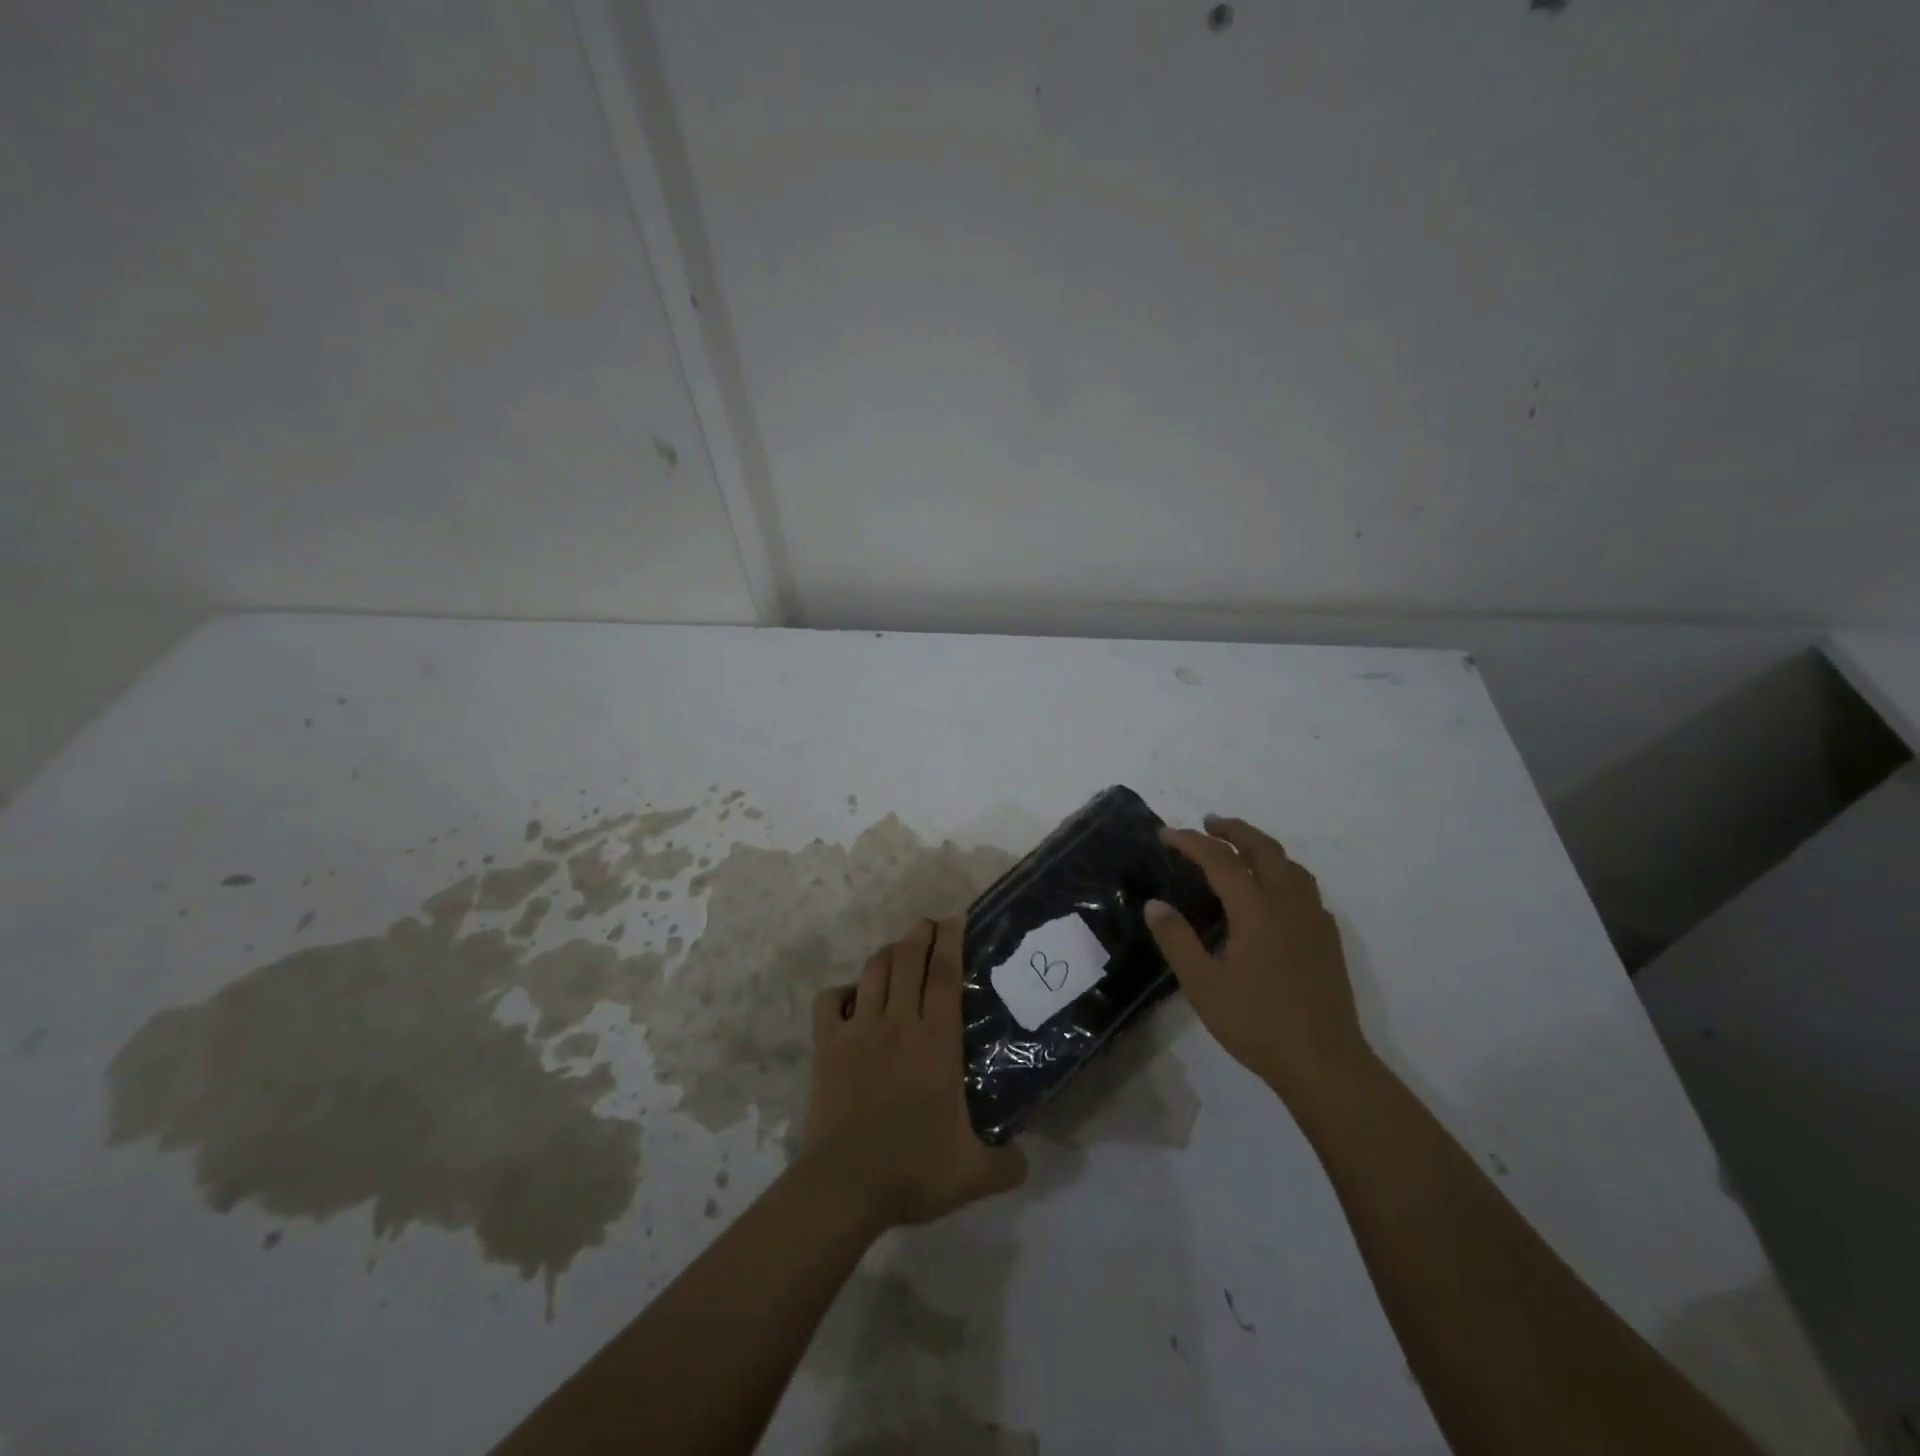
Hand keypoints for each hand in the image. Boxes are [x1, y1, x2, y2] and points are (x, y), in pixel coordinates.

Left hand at [798, 917, 1026, 1229]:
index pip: (944, 974)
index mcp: (936, 1042)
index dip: (950, 941)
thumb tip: (1026, 1161)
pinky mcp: (827, 1046)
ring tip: (898, 952)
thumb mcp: (973, 1174)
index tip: (955, 919)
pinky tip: (851, 998)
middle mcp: (898, 1023)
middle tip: (929, 927)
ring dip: (887, 953)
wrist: (845, 1185)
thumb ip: (1007, 1165)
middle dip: (920, 934)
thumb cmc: (912, 1170)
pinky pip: (830, 1000)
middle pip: (907, 959)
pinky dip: (841, 991)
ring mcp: (859, 1031)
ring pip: (873, 971)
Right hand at [1146, 815, 1369, 1102]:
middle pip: (1262, 849)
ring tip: (1239, 850)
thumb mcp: (1203, 984)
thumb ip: (1176, 939)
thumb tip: (1154, 904)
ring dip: (1261, 847)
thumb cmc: (1257, 1023)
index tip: (1165, 834)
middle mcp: (1288, 903)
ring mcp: (1313, 919)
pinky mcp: (1327, 938)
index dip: (1190, 842)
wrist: (1324, 1063)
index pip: (1219, 860)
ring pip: (1289, 864)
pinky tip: (1273, 893)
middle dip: (1233, 831)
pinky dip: (1282, 872)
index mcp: (1256, 909)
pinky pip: (1304, 887)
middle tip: (1207, 824)